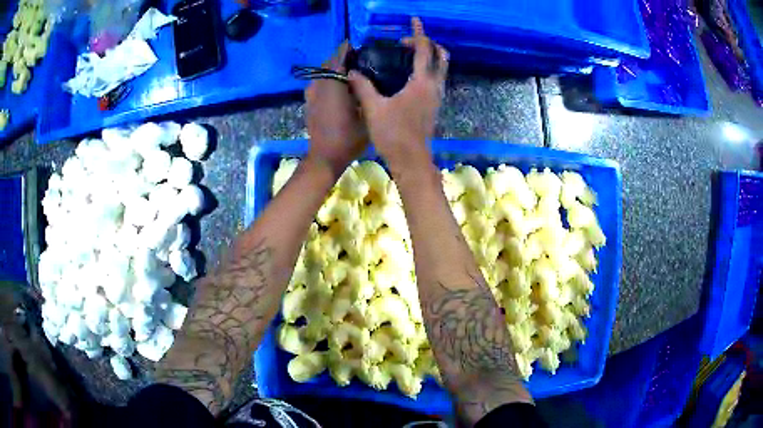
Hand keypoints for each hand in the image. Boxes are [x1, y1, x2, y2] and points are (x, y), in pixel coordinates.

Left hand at [305, 41, 368, 177]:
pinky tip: (340, 89)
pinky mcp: (309, 104)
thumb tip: (365, 78)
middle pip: (328, 64)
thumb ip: (365, 93)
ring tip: (351, 74)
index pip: (338, 57)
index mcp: (333, 84)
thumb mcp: (366, 114)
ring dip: (334, 70)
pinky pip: (318, 84)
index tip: (357, 45)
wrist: (325, 157)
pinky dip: (328, 81)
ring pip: (322, 74)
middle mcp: (319, 85)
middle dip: (341, 58)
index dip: (346, 49)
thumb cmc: (348, 137)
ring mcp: (311, 95)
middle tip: (359, 60)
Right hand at [349, 18, 448, 174]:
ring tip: (408, 55)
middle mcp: (434, 87)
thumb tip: (351, 71)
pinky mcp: (434, 106)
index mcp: (421, 82)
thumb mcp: (373, 108)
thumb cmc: (393, 134)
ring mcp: (437, 97)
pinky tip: (409, 75)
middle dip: (429, 44)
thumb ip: (362, 87)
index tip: (414, 20)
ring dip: (430, 56)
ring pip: (441, 69)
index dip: (418, 33)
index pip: (424, 50)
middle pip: (442, 57)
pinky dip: (428, 69)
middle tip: (409, 42)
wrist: (411, 160)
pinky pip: (436, 79)